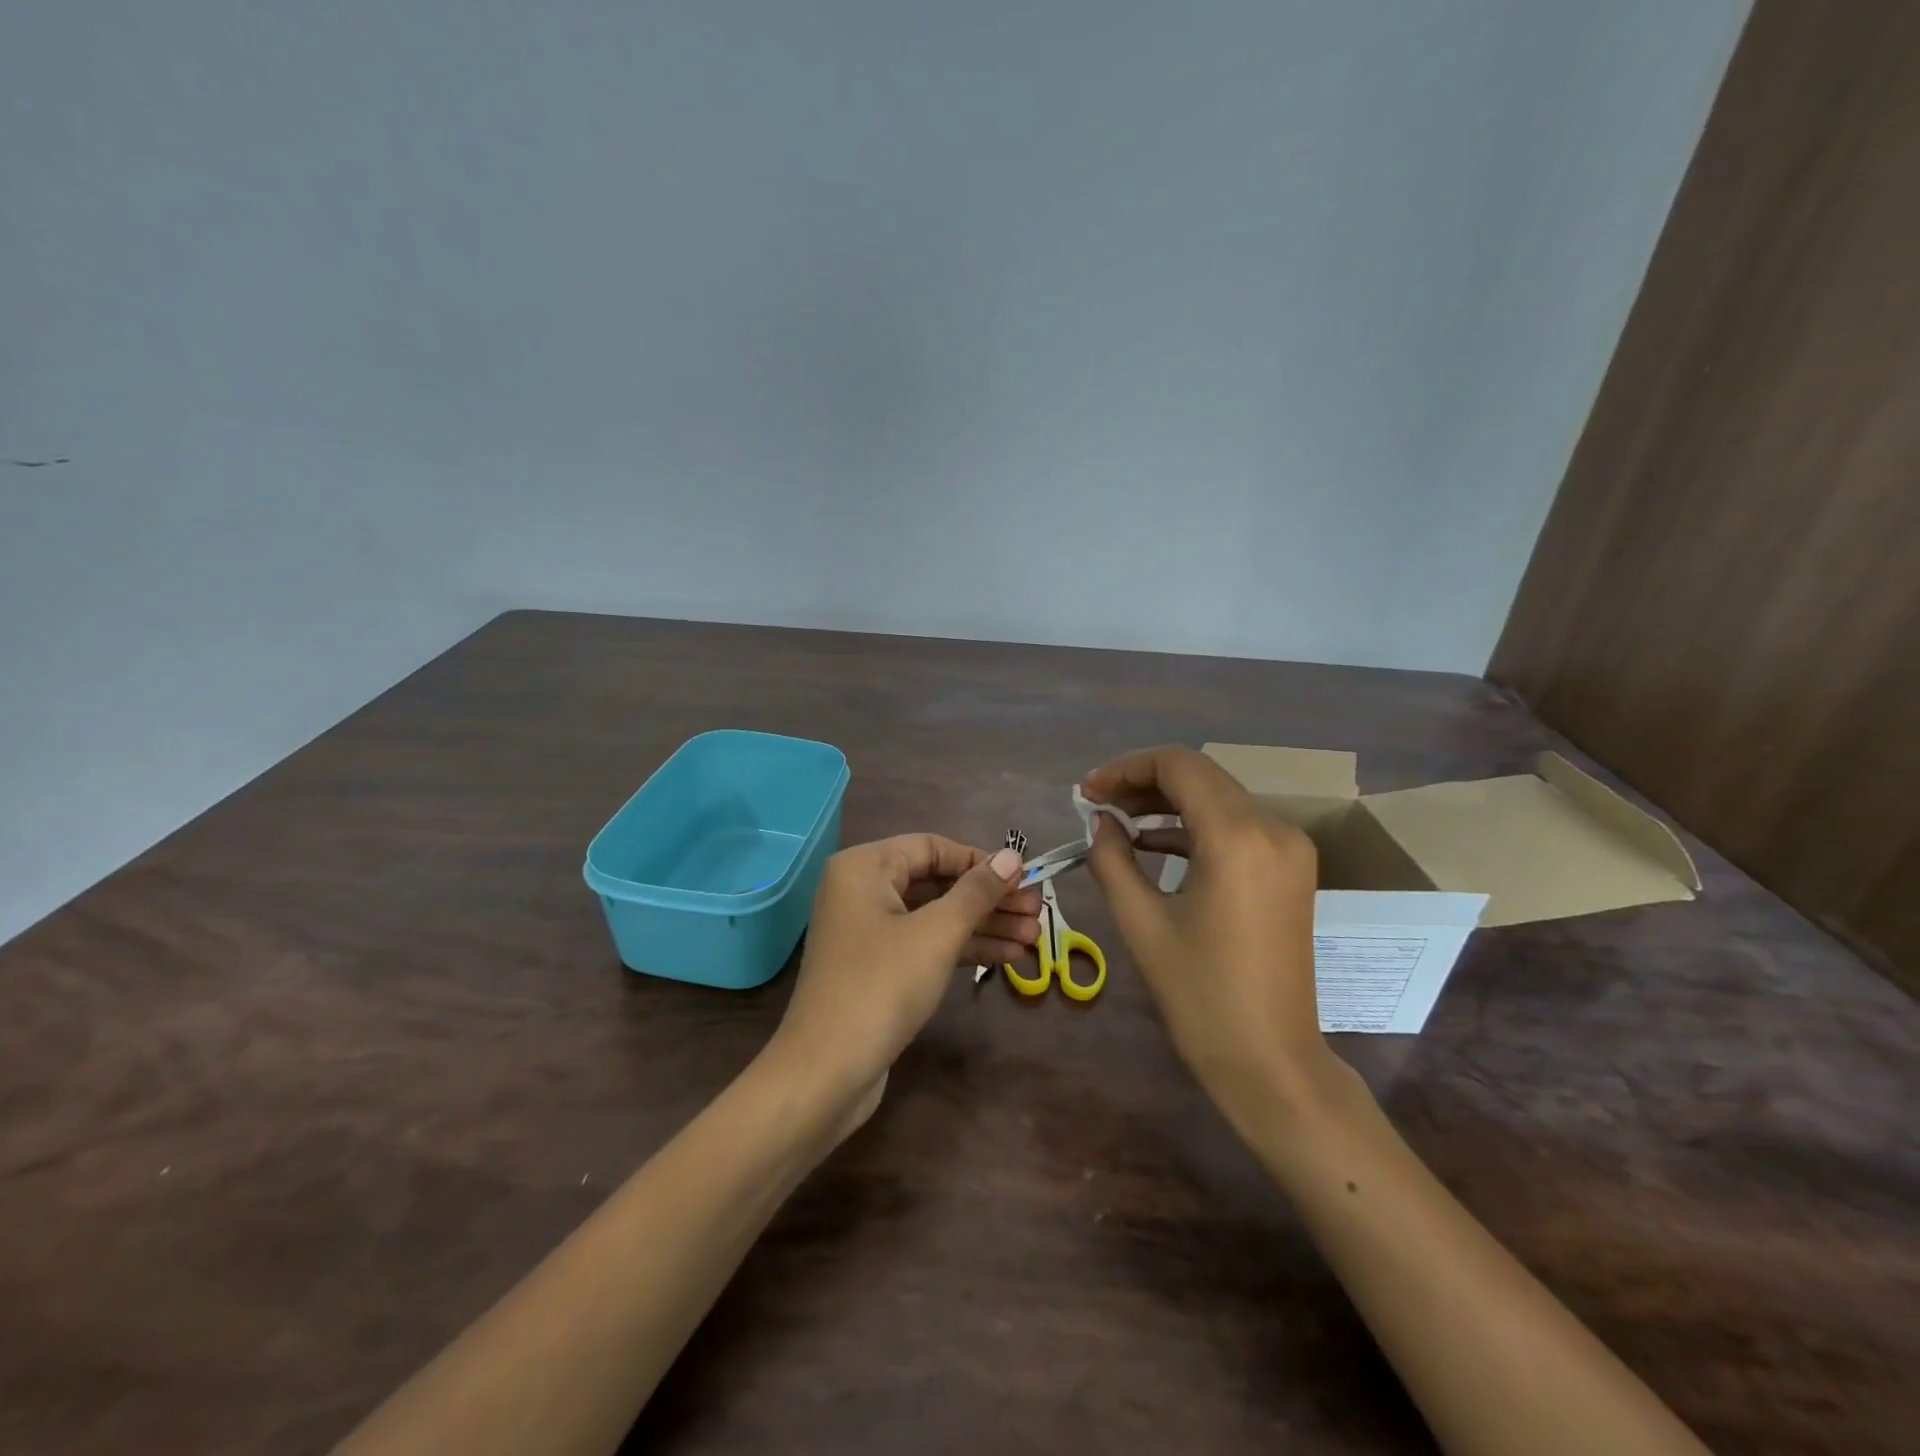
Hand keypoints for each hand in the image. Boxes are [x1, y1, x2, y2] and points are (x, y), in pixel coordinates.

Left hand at [771, 836, 1038, 1112]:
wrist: (826, 1072)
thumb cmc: (881, 986)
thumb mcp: (937, 933)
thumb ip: (977, 892)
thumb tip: (1013, 856)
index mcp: (864, 867)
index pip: (932, 848)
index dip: (980, 861)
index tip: (1024, 877)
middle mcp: (862, 890)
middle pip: (937, 882)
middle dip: (989, 898)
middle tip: (1038, 911)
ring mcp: (869, 931)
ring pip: (935, 916)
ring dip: (984, 925)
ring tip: (1034, 937)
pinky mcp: (878, 967)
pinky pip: (926, 944)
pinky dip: (963, 948)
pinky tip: (1008, 957)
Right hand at [1081, 746, 1331, 1120]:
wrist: (1271, 1061)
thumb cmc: (1200, 996)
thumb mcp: (1141, 923)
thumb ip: (1112, 859)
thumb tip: (1100, 820)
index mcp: (1238, 837)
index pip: (1179, 766)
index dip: (1126, 769)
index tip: (1087, 793)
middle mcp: (1273, 829)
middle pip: (1201, 775)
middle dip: (1143, 782)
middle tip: (1096, 805)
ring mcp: (1289, 848)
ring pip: (1219, 797)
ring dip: (1168, 801)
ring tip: (1118, 821)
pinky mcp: (1291, 869)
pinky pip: (1237, 826)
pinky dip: (1194, 825)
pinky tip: (1154, 843)